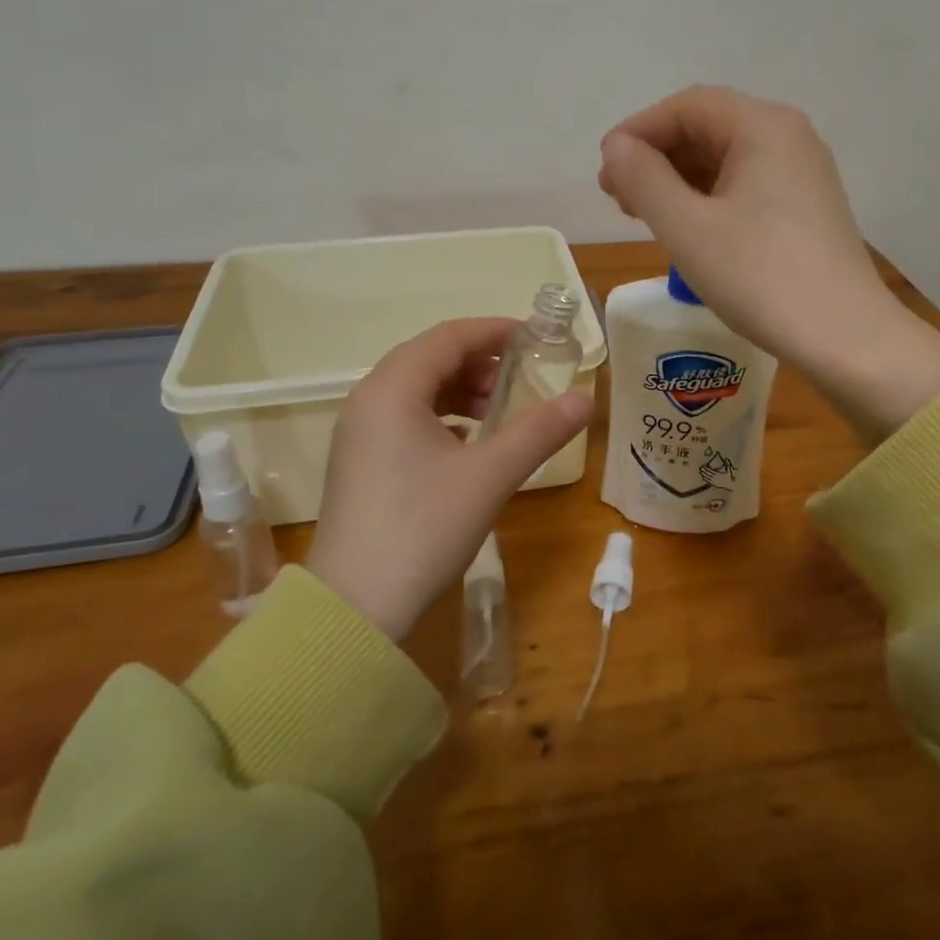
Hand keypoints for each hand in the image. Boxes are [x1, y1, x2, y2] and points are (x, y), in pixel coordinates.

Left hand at [306, 318, 592, 640]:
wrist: (354, 608)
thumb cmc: (423, 529)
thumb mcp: (490, 475)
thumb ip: (540, 431)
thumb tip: (585, 398)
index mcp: (393, 390)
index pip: (449, 337)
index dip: (495, 331)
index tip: (536, 339)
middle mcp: (368, 400)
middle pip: (430, 358)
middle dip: (480, 361)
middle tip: (523, 377)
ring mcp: (359, 432)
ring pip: (417, 389)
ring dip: (461, 389)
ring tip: (500, 410)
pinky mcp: (360, 461)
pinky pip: (405, 417)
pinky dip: (442, 415)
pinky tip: (469, 441)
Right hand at [600, 86, 939, 440]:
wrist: (844, 337)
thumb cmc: (759, 277)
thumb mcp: (688, 228)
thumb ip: (644, 179)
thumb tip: (618, 146)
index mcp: (764, 126)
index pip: (688, 107)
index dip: (638, 131)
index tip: (605, 168)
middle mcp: (789, 137)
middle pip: (709, 128)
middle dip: (657, 156)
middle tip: (617, 195)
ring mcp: (803, 173)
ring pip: (726, 159)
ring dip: (679, 179)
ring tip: (642, 213)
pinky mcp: (807, 207)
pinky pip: (746, 185)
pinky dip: (708, 198)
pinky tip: (686, 227)